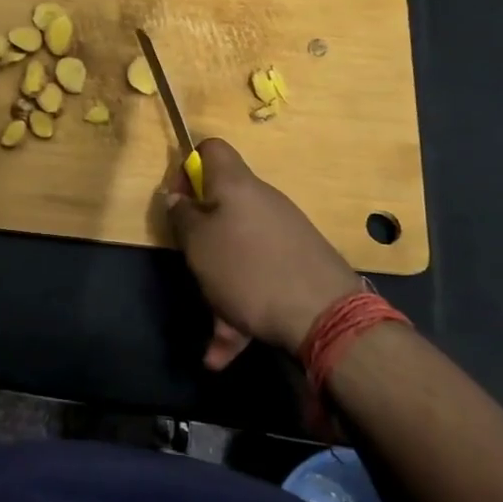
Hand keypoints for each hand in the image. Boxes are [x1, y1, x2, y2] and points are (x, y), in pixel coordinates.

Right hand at [165, 138, 365, 369]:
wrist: (325, 316)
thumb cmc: (247, 268)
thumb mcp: (197, 242)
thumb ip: (182, 216)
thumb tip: (177, 197)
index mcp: (236, 185)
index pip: (211, 149)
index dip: (187, 167)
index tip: (178, 201)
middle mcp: (262, 202)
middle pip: (222, 204)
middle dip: (201, 234)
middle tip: (190, 259)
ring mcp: (284, 235)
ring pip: (238, 250)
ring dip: (219, 283)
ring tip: (210, 325)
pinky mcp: (298, 266)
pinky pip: (258, 279)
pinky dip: (239, 309)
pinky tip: (223, 352)